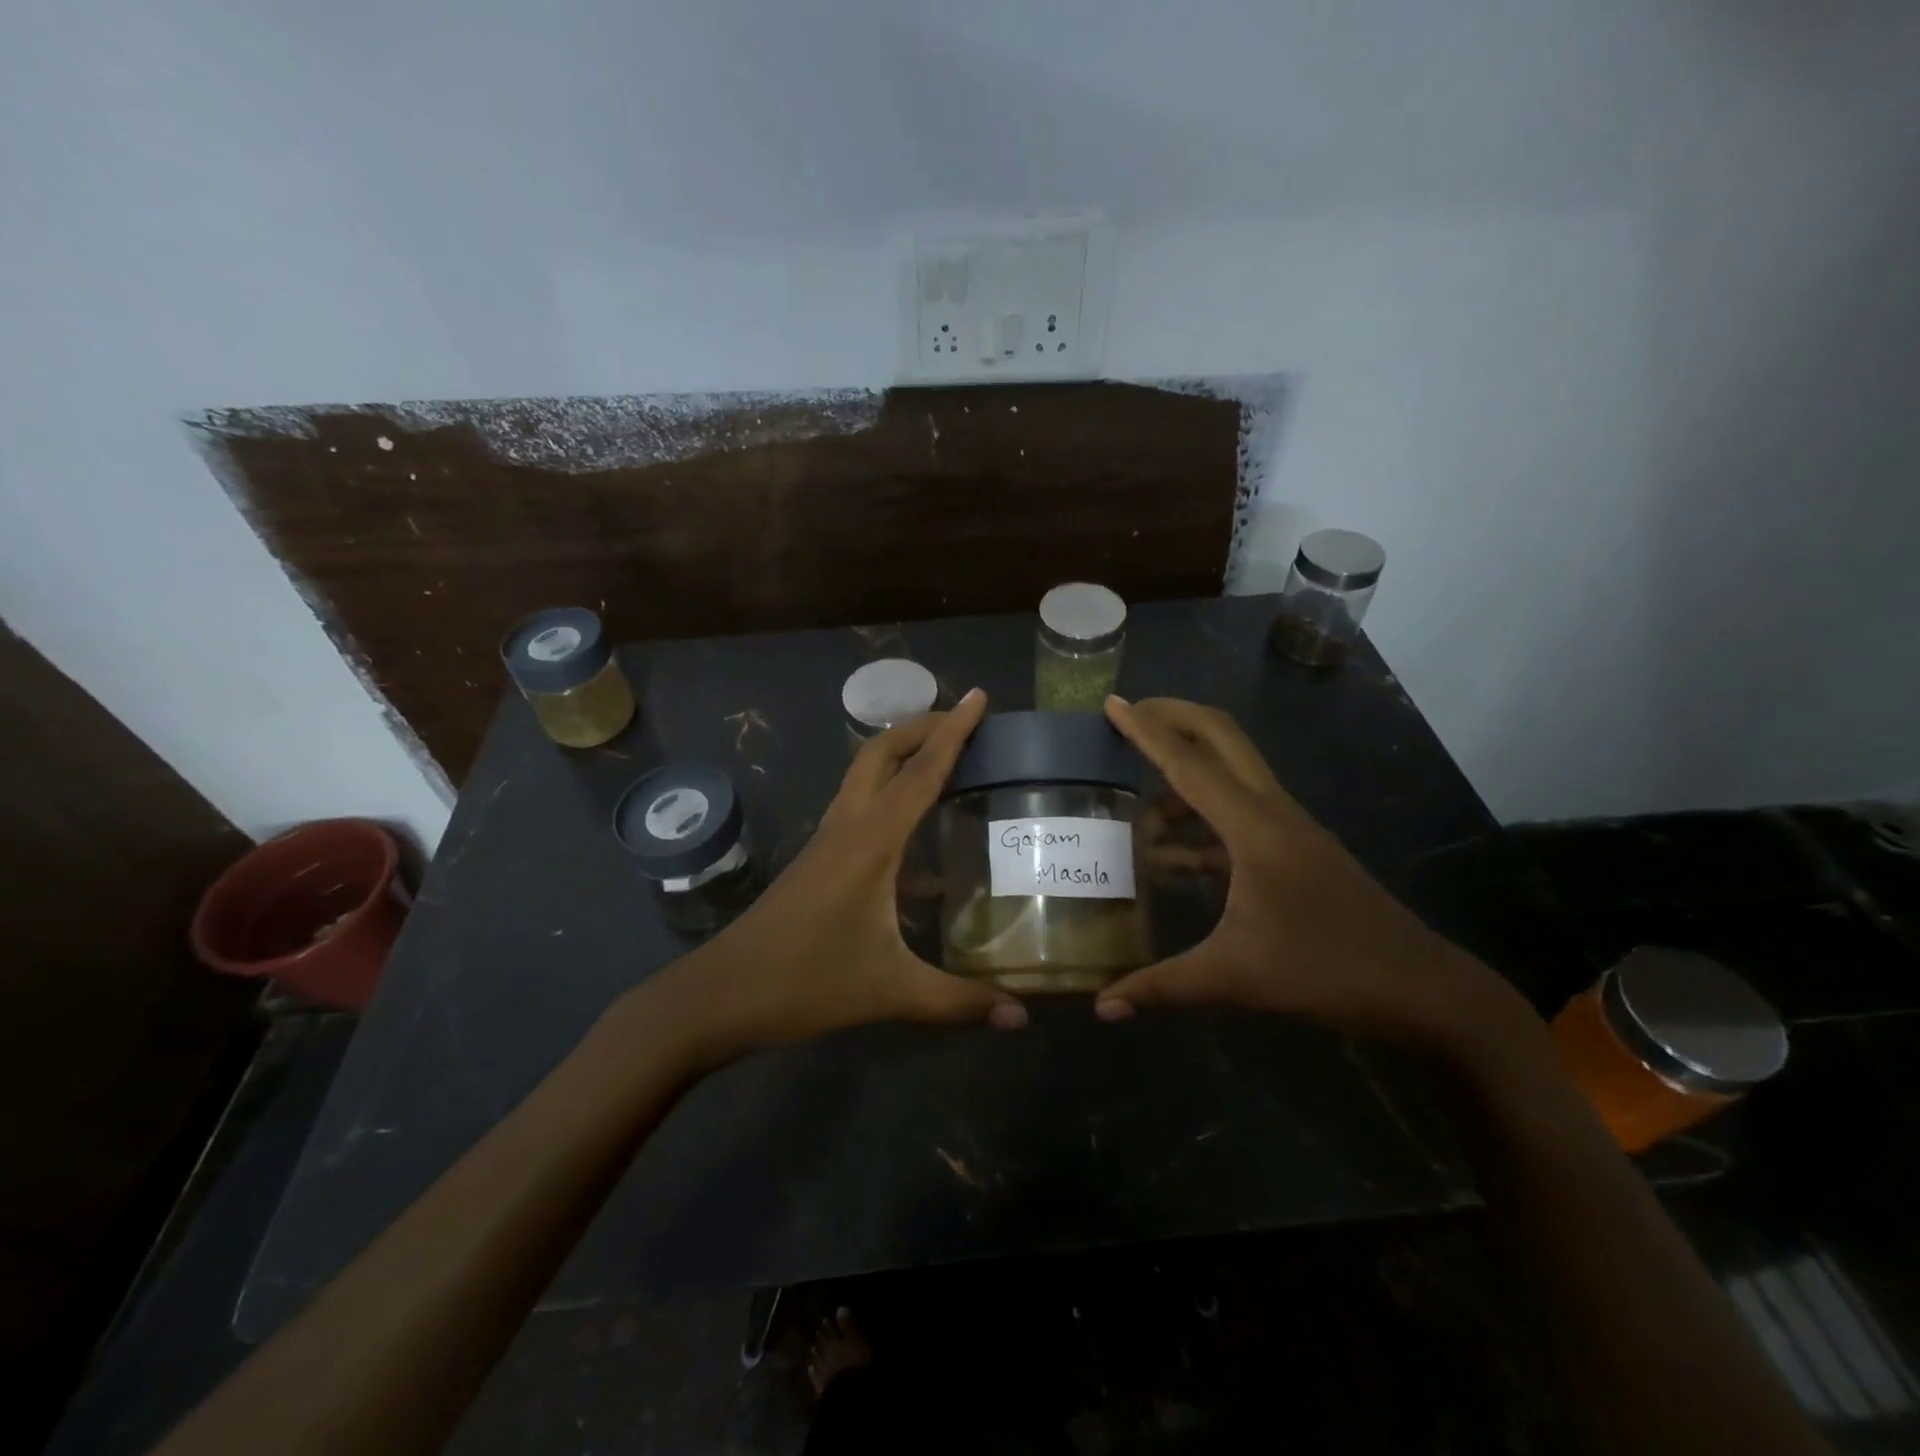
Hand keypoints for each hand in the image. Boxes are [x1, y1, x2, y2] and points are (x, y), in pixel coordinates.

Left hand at [652, 689, 1025, 1067]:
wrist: (720, 995)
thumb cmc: (804, 983)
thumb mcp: (890, 991)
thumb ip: (959, 1001)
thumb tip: (1022, 1017)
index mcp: (871, 841)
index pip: (921, 771)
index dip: (953, 732)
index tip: (978, 696)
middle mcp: (848, 825)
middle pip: (882, 752)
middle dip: (923, 727)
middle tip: (966, 722)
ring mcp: (828, 839)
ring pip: (866, 775)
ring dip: (903, 755)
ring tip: (947, 759)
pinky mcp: (819, 859)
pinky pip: (861, 807)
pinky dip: (892, 797)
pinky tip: (922, 838)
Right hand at [1093, 697, 1524, 1049]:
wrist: (1424, 990)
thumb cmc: (1329, 972)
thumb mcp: (1236, 978)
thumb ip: (1162, 986)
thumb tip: (1102, 1007)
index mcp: (1255, 828)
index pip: (1189, 764)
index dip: (1147, 732)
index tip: (1114, 702)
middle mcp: (1273, 813)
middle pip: (1221, 738)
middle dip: (1173, 718)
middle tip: (1128, 716)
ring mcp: (1290, 828)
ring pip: (1231, 775)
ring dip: (1184, 778)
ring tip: (1138, 811)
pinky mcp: (1297, 849)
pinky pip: (1238, 814)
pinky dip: (1201, 821)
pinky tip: (1173, 858)